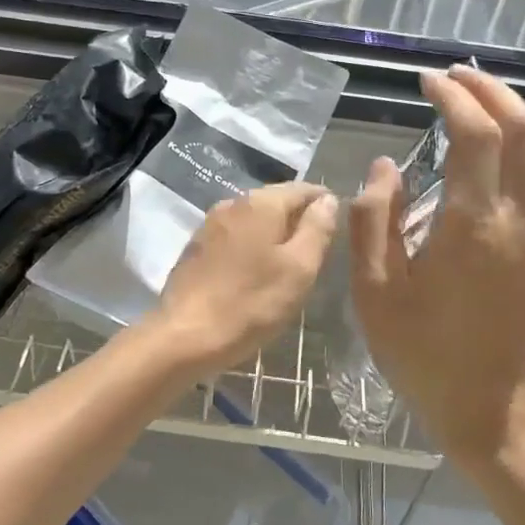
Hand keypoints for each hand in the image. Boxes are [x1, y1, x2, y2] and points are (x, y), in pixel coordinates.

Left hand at [150, 182, 340, 376]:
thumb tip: (328, 200)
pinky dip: (252, 247)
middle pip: (277, 201)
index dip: (325, 204)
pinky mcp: (197, 246)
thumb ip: (317, 229)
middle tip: (318, 253)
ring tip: (290, 265)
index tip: (339, 229)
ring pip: (255, 220)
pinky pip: (235, 236)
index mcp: (261, 203)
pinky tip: (257, 272)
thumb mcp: (299, 269)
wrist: (185, 336)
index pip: (304, 189)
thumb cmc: (250, 304)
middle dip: (299, 220)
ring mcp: (210, 224)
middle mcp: (233, 203)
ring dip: (274, 235)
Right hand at [350, 66, 524, 465]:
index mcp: (474, 225)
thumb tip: (384, 167)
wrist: (495, 409)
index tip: (425, 81)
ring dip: (509, 112)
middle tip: (454, 76)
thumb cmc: (427, 355)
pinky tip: (485, 145)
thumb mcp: (376, 294)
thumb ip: (374, 221)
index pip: (477, 136)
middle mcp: (517, 218)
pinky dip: (516, 141)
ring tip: (470, 96)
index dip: (454, 98)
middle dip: (492, 91)